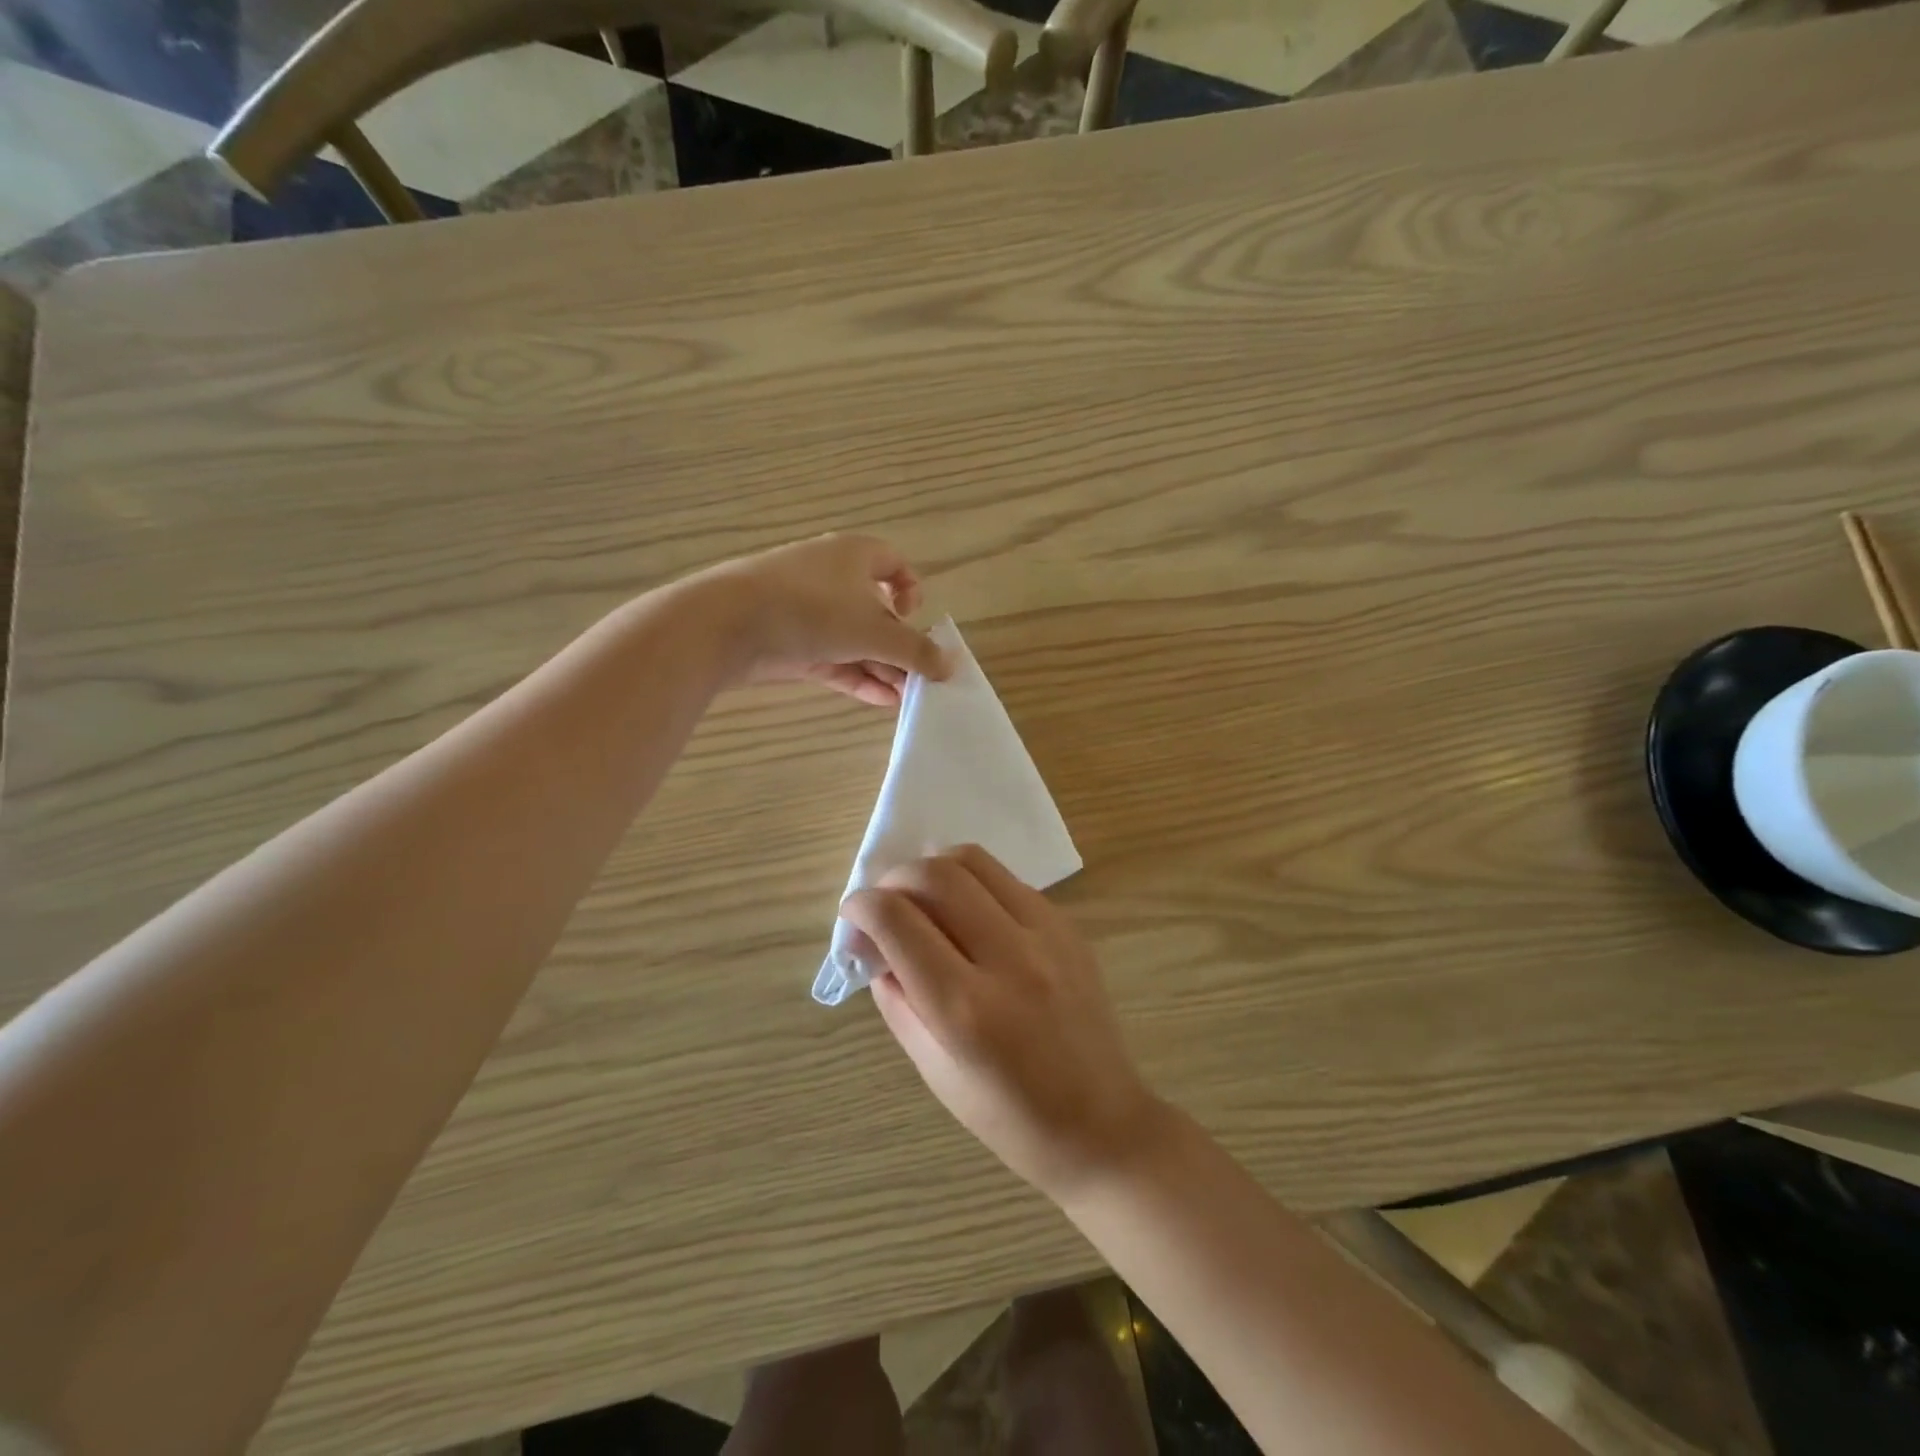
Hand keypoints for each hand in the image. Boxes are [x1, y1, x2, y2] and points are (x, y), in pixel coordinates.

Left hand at [700, 533, 949, 706]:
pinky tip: (880, 701)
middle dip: (900, 646)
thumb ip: (917, 651)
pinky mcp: (789, 642)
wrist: (725, 624)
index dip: (912, 590)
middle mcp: (832, 578)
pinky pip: (833, 659)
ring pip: (854, 639)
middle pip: (877, 611)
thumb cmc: (811, 610)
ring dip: (882, 667)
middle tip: (919, 678)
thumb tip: (951, 666)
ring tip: (906, 699)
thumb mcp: (874, 631)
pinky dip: (856, 676)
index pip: (894, 563)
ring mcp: (808, 612)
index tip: (913, 619)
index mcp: (854, 555)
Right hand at [842, 845, 1167, 1198]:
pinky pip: (1008, 881)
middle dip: (895, 878)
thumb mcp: (934, 1070)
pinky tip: (969, 915)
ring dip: (935, 868)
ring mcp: (1046, 935)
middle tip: (885, 903)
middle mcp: (1009, 958)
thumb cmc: (1009, 1117)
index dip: (861, 906)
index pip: (898, 921)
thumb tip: (874, 945)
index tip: (853, 914)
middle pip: (937, 875)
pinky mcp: (1068, 926)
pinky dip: (974, 884)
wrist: (1101, 1125)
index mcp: (965, 1008)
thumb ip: (897, 999)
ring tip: (925, 898)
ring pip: (975, 861)